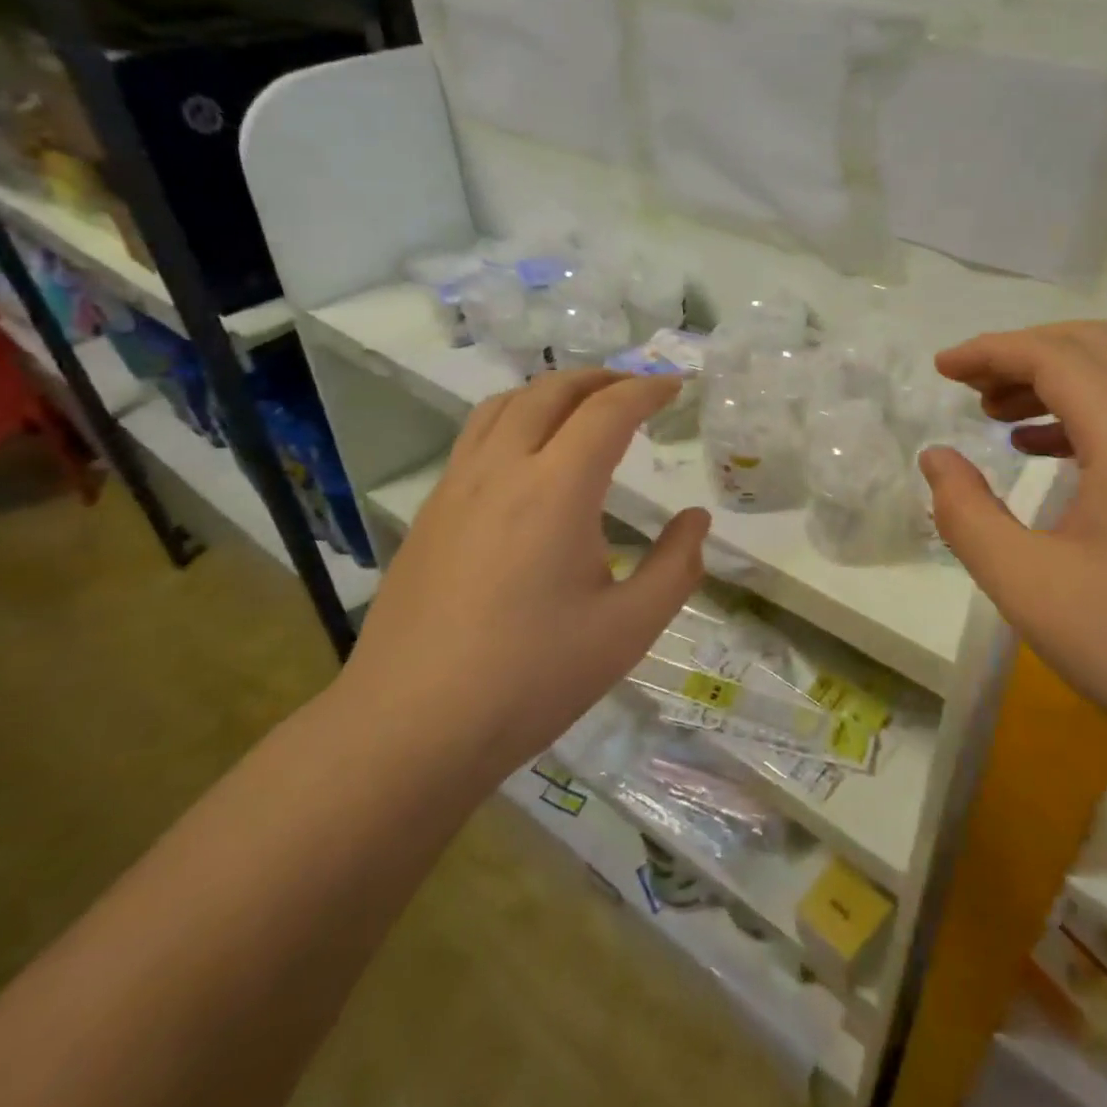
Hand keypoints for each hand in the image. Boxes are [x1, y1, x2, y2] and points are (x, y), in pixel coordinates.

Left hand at [343, 370, 708, 774]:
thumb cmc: (531, 679)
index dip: (647, 389)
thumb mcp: (627, 630)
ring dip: (551, 391)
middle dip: (600, 378)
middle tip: (636, 388)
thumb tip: (697, 520)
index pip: (608, 411)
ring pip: (503, 405)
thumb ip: (675, 567)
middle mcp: (502, 470)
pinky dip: (514, 419)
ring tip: (582, 408)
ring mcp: (456, 488)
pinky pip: (475, 437)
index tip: (676, 386)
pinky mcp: (429, 513)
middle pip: (550, 391)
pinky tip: (528, 460)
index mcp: (556, 490)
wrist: (410, 728)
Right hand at [919, 321, 1106, 776]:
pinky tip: (1046, 454)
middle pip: (1094, 348)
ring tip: (997, 416)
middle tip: (968, 385)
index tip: (940, 368)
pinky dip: (1085, 416)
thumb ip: (966, 513)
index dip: (990, 351)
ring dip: (1055, 381)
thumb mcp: (1026, 583)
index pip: (1053, 356)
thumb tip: (937, 458)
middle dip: (1023, 353)